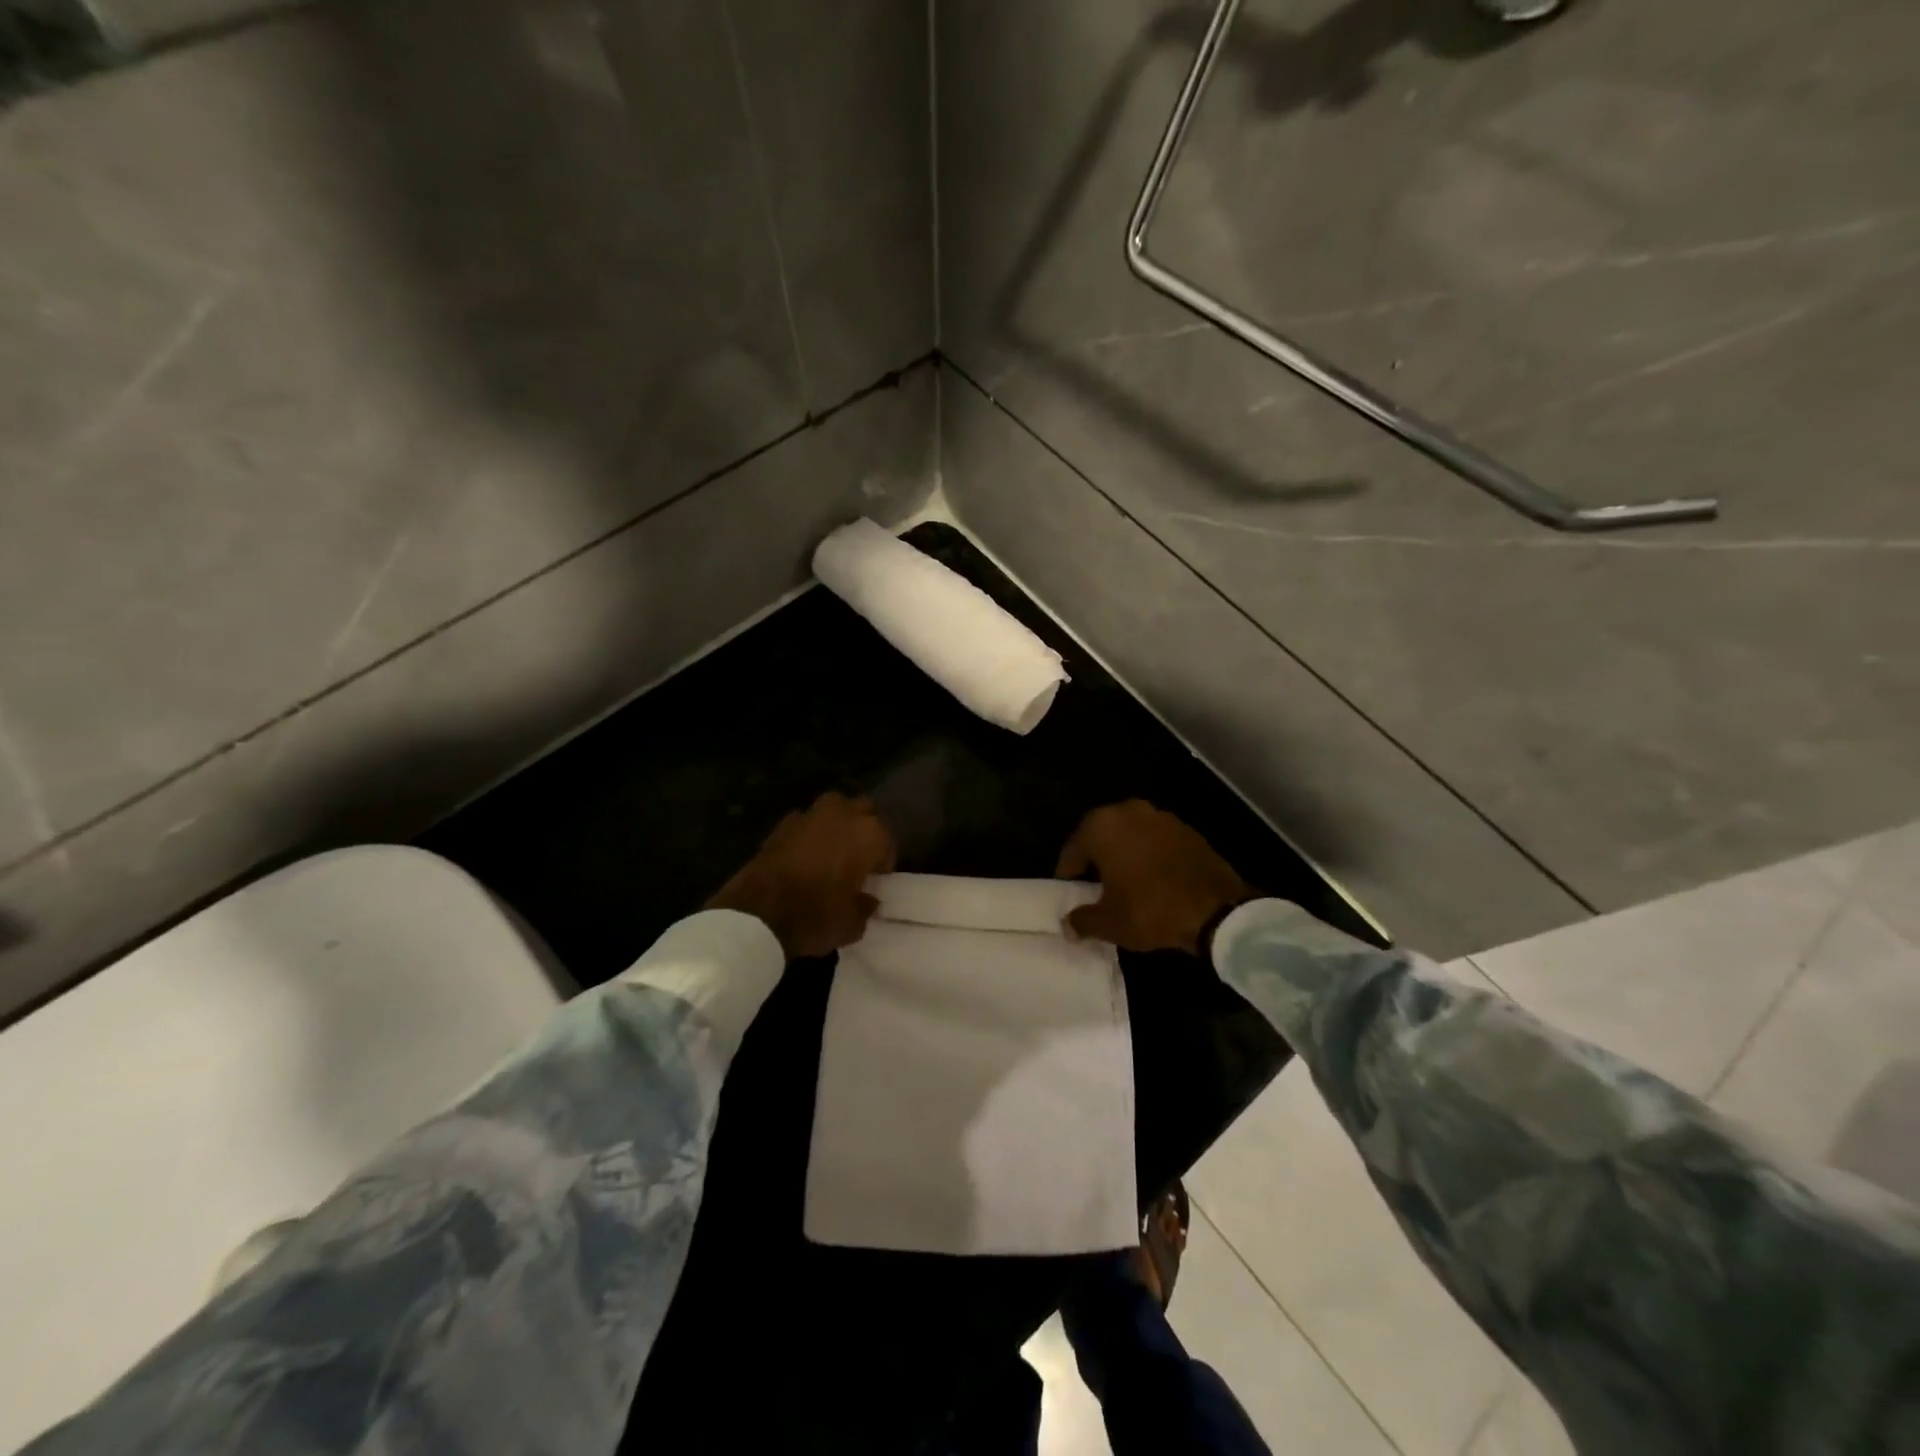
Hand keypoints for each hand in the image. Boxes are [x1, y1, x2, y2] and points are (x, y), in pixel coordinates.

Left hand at [707, 792, 896, 958]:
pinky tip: (804, 856)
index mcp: (868, 834)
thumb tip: (867, 899)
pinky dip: (809, 833)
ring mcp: (809, 815)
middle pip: (863, 810)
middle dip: (864, 828)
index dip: (884, 861)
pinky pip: (806, 821)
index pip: (887, 840)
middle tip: (859, 857)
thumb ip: (865, 906)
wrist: (756, 914)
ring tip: (833, 851)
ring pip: (834, 808)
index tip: (876, 879)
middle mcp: (842, 815)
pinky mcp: (781, 824)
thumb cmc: (816, 916)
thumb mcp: (852, 924)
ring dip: (837, 824)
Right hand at [1056, 800, 1251, 954]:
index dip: (1068, 875)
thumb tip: (1068, 924)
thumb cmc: (1150, 910)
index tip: (1070, 894)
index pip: (1073, 850)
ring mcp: (1160, 816)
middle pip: (1100, 836)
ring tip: (1124, 883)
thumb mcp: (1109, 923)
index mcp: (1101, 827)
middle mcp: (1127, 811)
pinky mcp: (1186, 827)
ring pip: (1129, 835)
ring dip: (1123, 854)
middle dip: (1095, 860)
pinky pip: (1155, 839)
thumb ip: (1082, 920)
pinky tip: (1152, 878)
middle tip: (1094, 887)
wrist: (1217, 909)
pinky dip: (1148, 854)